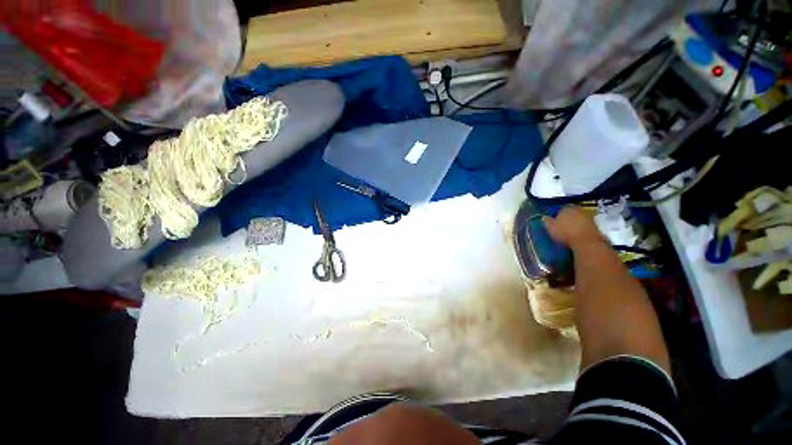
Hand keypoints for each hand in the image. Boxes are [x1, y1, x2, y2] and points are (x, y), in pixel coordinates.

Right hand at [543, 206, 602, 248]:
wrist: (586, 242)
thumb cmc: (565, 232)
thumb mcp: (550, 227)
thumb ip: (547, 221)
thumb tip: (544, 217)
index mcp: (566, 207)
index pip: (560, 208)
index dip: (557, 214)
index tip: (554, 221)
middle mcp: (578, 209)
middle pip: (571, 212)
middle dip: (567, 218)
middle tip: (562, 225)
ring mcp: (588, 217)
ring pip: (578, 218)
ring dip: (575, 223)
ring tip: (569, 231)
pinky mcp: (595, 225)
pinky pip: (585, 225)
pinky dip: (581, 229)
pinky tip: (577, 235)